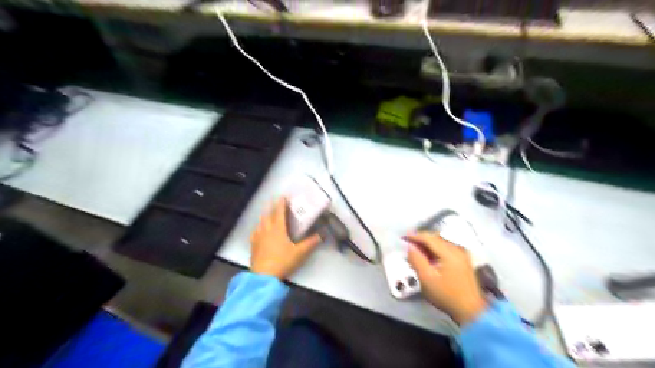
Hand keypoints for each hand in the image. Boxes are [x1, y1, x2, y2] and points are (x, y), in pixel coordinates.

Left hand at [249, 198, 320, 278]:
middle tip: (274, 201)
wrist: (263, 276)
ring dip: (264, 216)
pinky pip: (255, 233)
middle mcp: (266, 230)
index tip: (283, 196)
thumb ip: (311, 243)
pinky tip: (258, 230)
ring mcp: (258, 238)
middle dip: (271, 207)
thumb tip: (322, 235)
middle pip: (268, 215)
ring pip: (260, 223)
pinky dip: (258, 228)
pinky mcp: (253, 246)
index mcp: (278, 229)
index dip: (281, 203)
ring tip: (266, 213)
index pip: (279, 212)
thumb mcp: (300, 253)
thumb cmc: (283, 261)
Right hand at [408, 233, 487, 324]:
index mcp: (449, 252)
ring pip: (441, 242)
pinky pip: (446, 248)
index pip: (429, 237)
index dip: (414, 236)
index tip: (402, 237)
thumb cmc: (446, 295)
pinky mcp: (464, 261)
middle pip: (436, 238)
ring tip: (416, 251)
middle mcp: (457, 249)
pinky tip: (429, 257)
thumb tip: (410, 246)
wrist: (471, 311)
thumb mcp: (426, 278)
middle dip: (421, 239)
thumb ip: (416, 259)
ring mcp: (462, 254)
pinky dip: (435, 250)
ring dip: (428, 244)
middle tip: (408, 245)